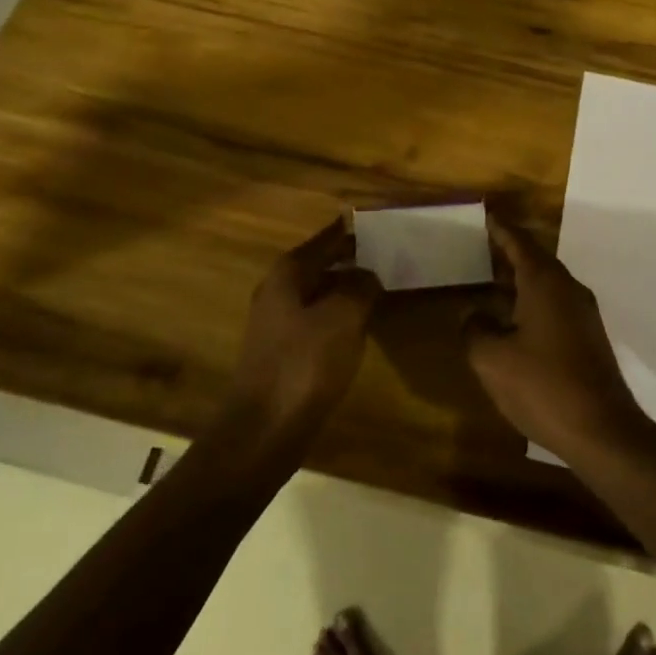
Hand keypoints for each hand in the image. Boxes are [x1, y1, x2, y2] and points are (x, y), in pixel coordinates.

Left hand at [229, 216, 382, 441]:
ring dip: (348, 290)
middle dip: (354, 259)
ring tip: (384, 287)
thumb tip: (369, 274)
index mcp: (288, 273)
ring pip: (321, 294)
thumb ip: (360, 287)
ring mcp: (278, 324)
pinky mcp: (284, 353)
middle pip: (322, 264)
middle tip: (392, 255)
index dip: (353, 230)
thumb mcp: (342, 318)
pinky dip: (341, 317)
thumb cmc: (303, 365)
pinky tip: (363, 327)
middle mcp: (278, 291)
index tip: (381, 221)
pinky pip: (319, 322)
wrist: (263, 433)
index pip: (327, 238)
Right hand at [466, 212, 647, 460]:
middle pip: (535, 259)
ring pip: (546, 284)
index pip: (519, 242)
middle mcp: (568, 289)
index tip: (486, 214)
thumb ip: (475, 329)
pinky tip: (513, 320)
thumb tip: (474, 314)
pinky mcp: (588, 338)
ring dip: (520, 279)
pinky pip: (554, 305)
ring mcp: (582, 314)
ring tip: (491, 281)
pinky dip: (531, 301)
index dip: (500, 228)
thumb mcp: (492, 359)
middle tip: (481, 245)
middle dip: (509, 252)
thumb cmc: (542, 386)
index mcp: (544, 282)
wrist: (603, 431)